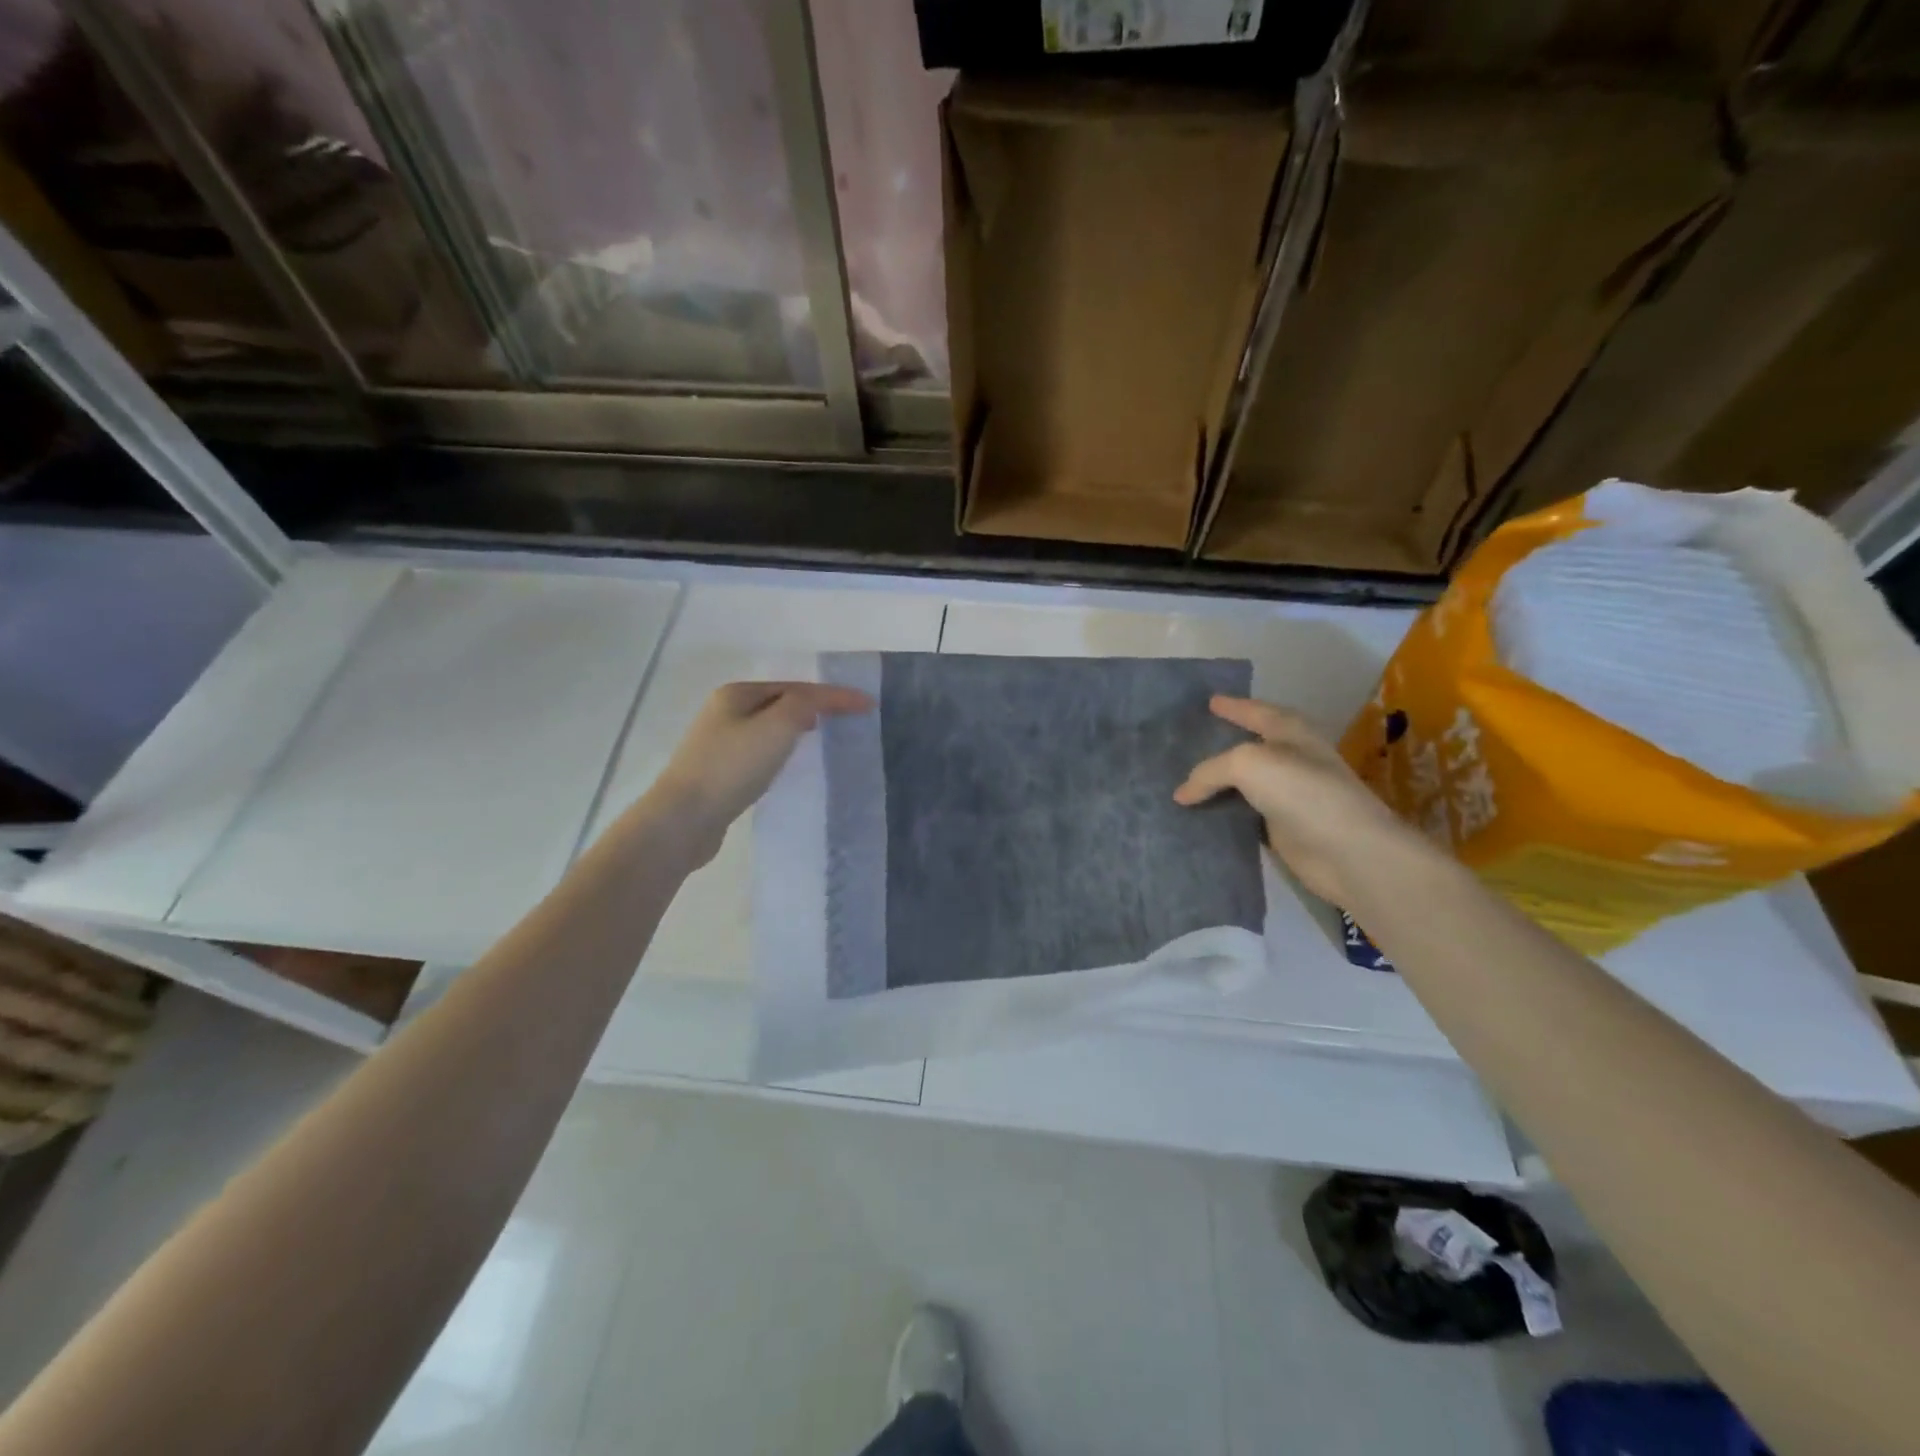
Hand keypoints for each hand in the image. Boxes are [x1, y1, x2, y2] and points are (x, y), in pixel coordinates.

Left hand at [651, 681, 871, 866]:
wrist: (684, 819)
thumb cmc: (732, 767)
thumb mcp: (777, 726)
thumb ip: (804, 706)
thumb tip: (813, 706)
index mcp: (737, 693)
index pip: (797, 688)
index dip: (835, 695)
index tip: (869, 705)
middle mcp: (725, 711)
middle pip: (781, 703)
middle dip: (815, 707)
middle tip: (847, 719)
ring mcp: (719, 743)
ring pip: (770, 728)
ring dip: (798, 729)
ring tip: (822, 738)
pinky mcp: (719, 773)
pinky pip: (760, 753)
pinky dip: (782, 752)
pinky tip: (789, 765)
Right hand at [1174, 695, 1429, 904]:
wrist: (1348, 852)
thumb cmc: (1302, 792)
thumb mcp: (1248, 764)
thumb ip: (1210, 771)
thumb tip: (1182, 794)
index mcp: (1290, 732)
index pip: (1256, 711)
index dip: (1233, 706)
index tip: (1208, 701)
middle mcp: (1290, 759)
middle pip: (1247, 746)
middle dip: (1219, 743)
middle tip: (1184, 742)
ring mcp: (1287, 795)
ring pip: (1241, 784)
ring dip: (1216, 784)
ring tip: (1179, 781)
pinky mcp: (1281, 828)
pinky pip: (1241, 815)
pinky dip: (1221, 813)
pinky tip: (1196, 815)